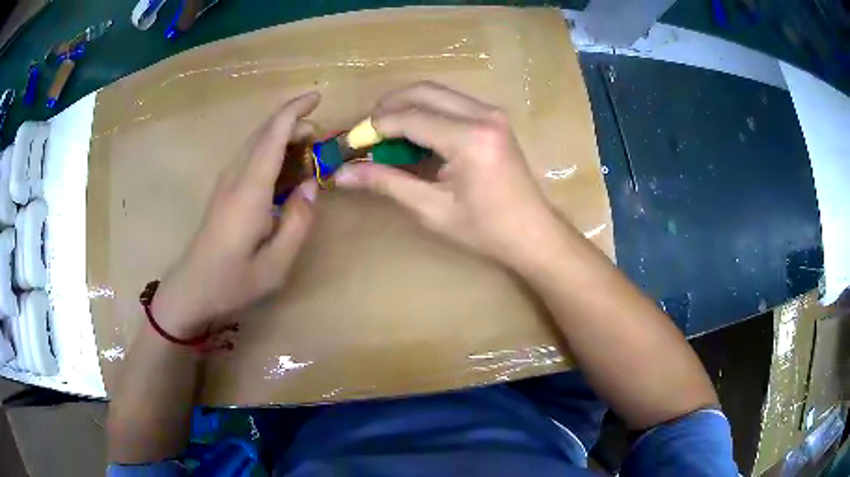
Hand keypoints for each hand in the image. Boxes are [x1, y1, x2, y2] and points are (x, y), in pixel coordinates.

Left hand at [152, 92, 320, 336]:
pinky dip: (271, 152)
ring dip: (282, 137)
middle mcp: (235, 177)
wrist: (191, 291)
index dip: (294, 111)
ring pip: (255, 143)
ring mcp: (226, 182)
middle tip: (321, 141)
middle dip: (293, 124)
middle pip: (263, 133)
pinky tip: (284, 172)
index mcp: (249, 191)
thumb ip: (298, 224)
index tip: (317, 97)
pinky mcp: (223, 191)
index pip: (272, 135)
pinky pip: (250, 158)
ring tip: (307, 153)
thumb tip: (312, 187)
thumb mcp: (276, 266)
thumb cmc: (232, 282)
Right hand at [335, 82, 561, 270]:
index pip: (408, 117)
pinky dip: (426, 111)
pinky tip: (414, 134)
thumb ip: (386, 182)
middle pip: (422, 91)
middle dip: (388, 106)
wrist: (533, 233)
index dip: (374, 127)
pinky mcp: (494, 118)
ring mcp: (492, 113)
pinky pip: (451, 102)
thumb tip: (342, 174)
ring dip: (406, 105)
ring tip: (384, 133)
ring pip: (437, 92)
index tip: (351, 142)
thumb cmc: (485, 229)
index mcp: (469, 138)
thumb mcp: (431, 209)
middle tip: (366, 132)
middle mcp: (482, 114)